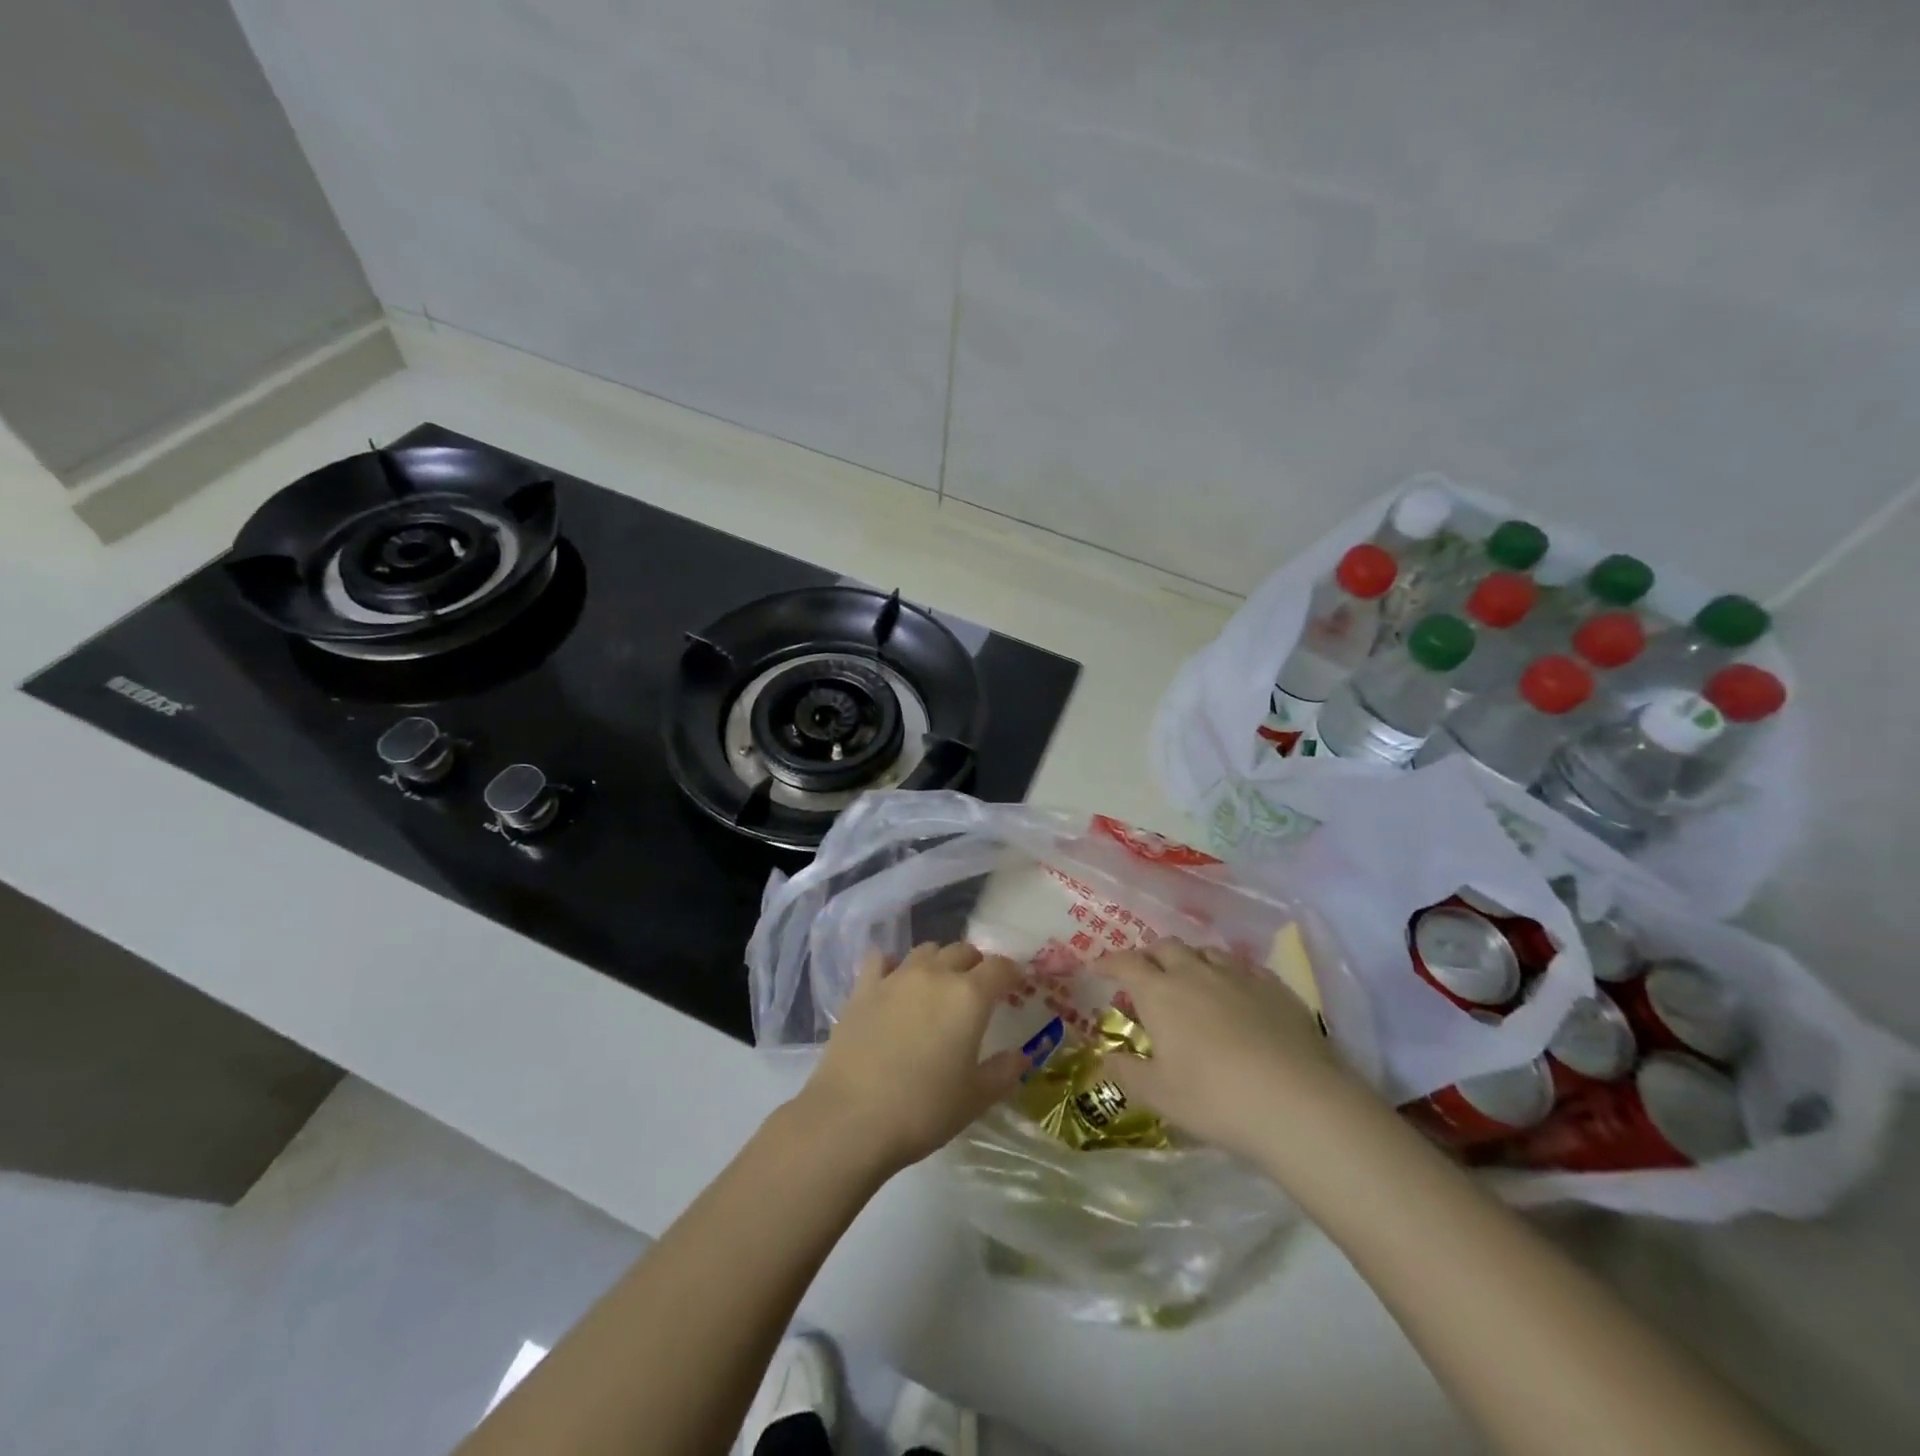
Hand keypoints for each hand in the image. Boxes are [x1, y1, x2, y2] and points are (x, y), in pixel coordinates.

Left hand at [795, 942, 1026, 1175]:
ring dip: (939, 962)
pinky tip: (893, 984)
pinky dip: (893, 965)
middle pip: (963, 951)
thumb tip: (1020, 1056)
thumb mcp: (975, 1099)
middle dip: (976, 965)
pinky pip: (882, 959)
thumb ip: (1003, 1072)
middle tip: (977, 991)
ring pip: (926, 950)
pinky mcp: (863, 988)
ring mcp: (896, 977)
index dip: (1012, 973)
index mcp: (970, 996)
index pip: (1000, 967)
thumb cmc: (924, 1110)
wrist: (851, 1118)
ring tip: (938, 986)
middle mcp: (935, 974)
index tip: (1015, 986)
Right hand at [1100, 939, 1361, 1162]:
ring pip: (1206, 952)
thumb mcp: (1159, 1095)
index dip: (1108, 962)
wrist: (1299, 1103)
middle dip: (1150, 955)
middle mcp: (1196, 972)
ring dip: (1190, 960)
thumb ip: (1127, 1072)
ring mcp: (1239, 976)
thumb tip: (1104, 1058)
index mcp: (1160, 992)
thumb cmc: (1215, 1098)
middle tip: (1145, 974)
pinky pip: (1245, 967)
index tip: (1097, 967)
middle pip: (1166, 946)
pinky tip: (1236, 993)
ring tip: (1190, 980)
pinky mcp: (1276, 988)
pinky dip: (1229, 973)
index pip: (1126, 963)